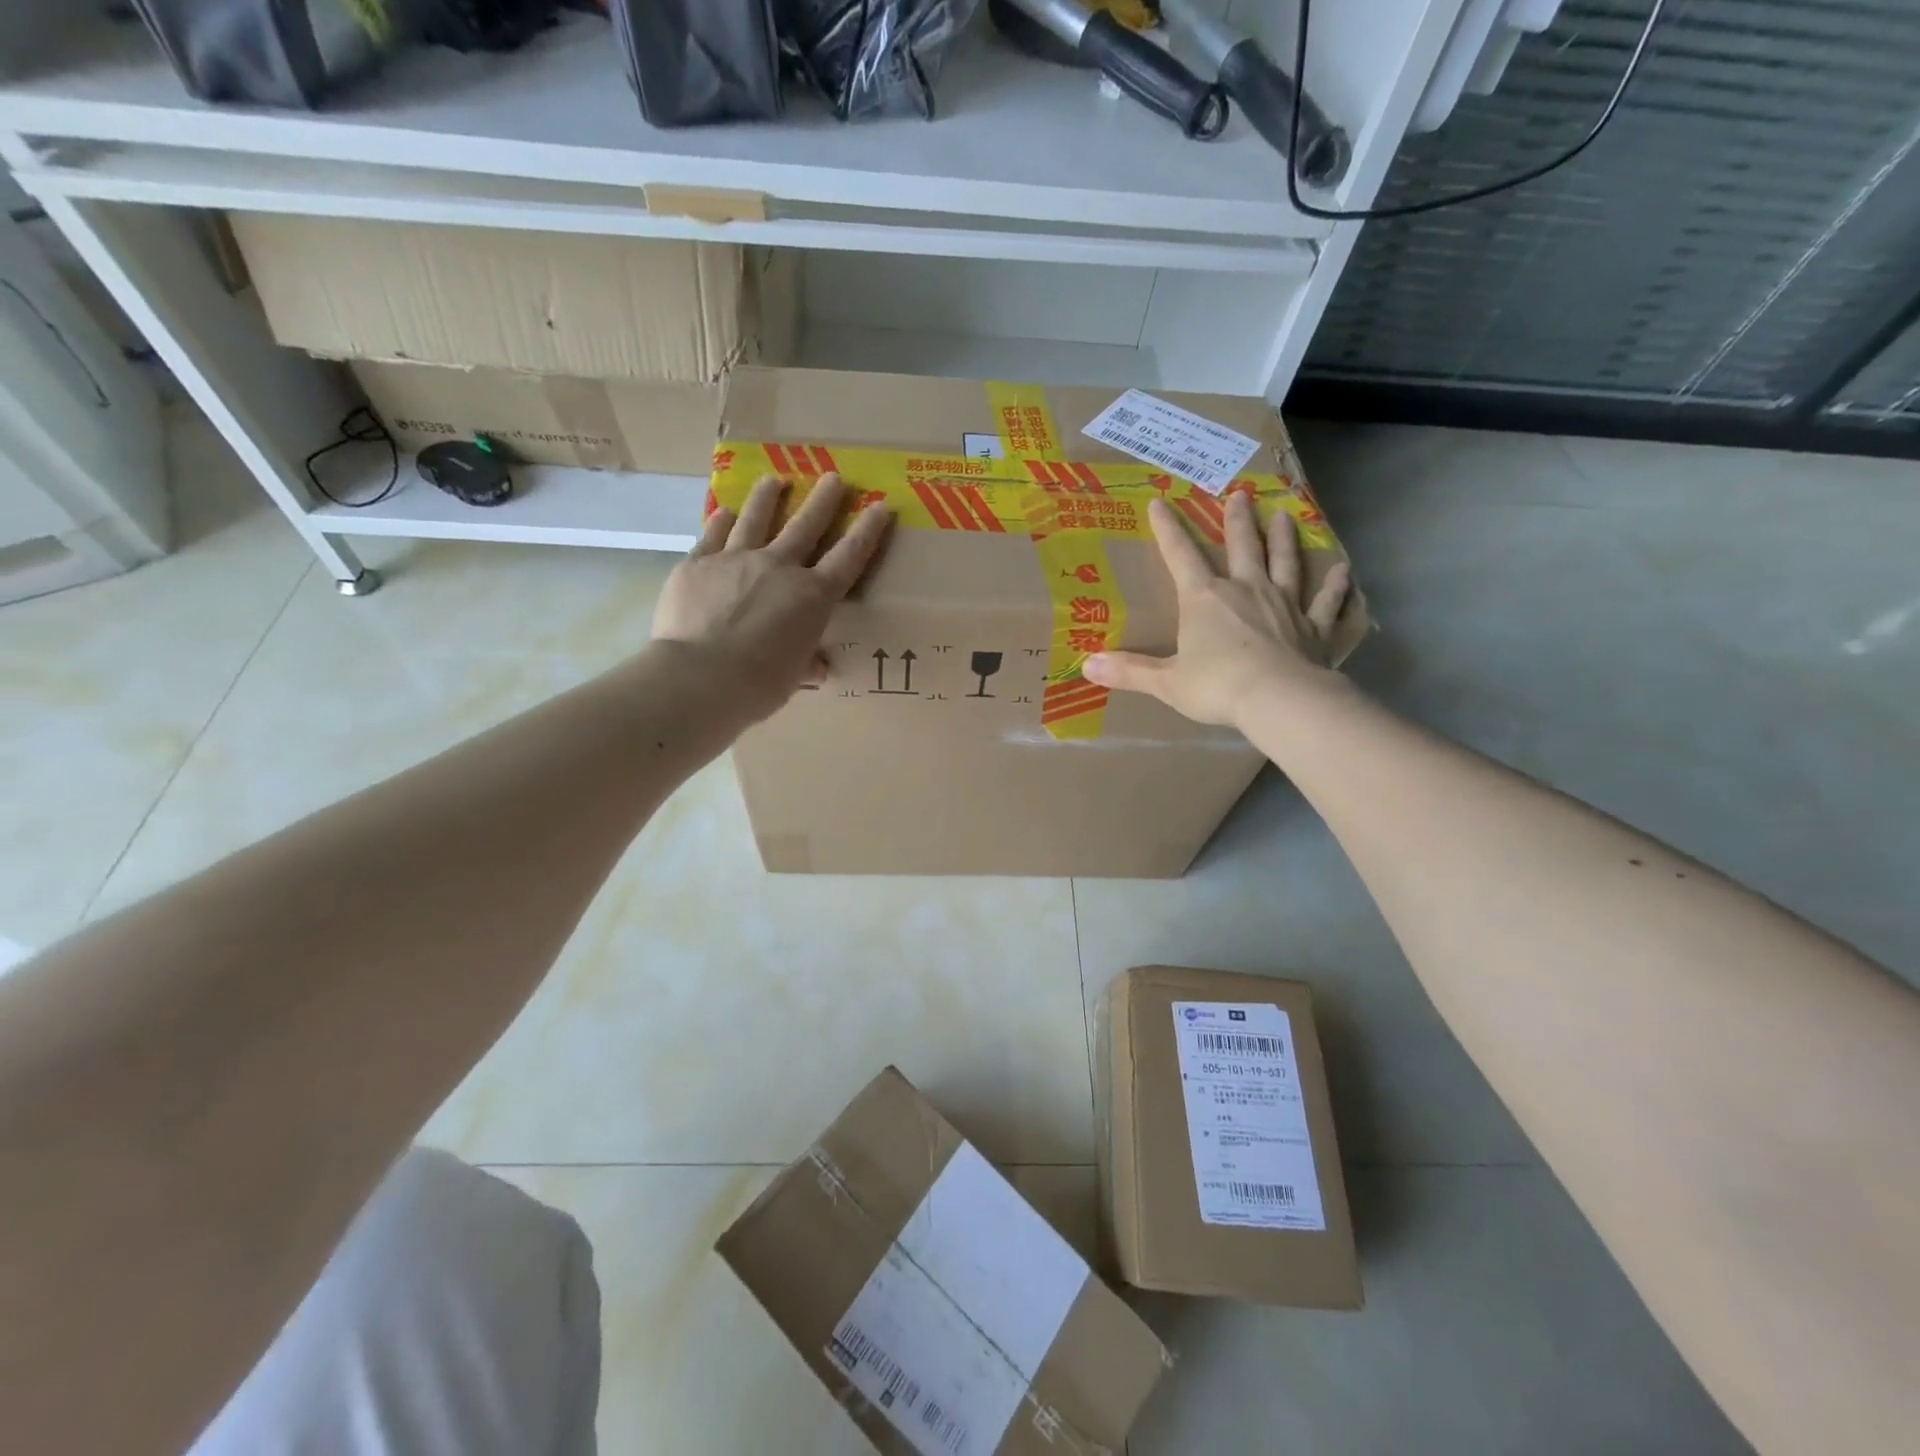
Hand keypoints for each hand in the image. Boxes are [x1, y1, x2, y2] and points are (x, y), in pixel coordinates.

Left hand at [652, 473, 890, 720]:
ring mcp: (735, 560)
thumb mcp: (793, 677)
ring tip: (774, 480)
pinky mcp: (697, 563)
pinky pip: (712, 535)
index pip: (848, 558)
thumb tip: (817, 665)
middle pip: (805, 526)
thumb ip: (806, 662)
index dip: (867, 532)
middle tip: (833, 477)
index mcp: (811, 597)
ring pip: (756, 519)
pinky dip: (722, 521)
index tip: (880, 506)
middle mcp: (778, 567)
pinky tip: (726, 511)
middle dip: (822, 500)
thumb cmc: (759, 684)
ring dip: (768, 497)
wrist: (700, 677)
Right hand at [1083, 492, 1351, 727]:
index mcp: (1205, 599)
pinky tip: (1344, 571)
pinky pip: (1327, 603)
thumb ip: (1129, 671)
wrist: (1278, 700)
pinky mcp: (1314, 628)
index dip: (1168, 529)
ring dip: (1284, 539)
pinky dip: (1336, 587)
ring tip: (1285, 515)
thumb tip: (1086, 665)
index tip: (1159, 502)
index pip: (1181, 556)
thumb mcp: (1165, 682)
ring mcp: (1285, 605)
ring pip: (1285, 563)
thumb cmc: (1216, 687)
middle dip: (1238, 521)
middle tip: (1241, 494)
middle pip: (1242, 547)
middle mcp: (1246, 590)